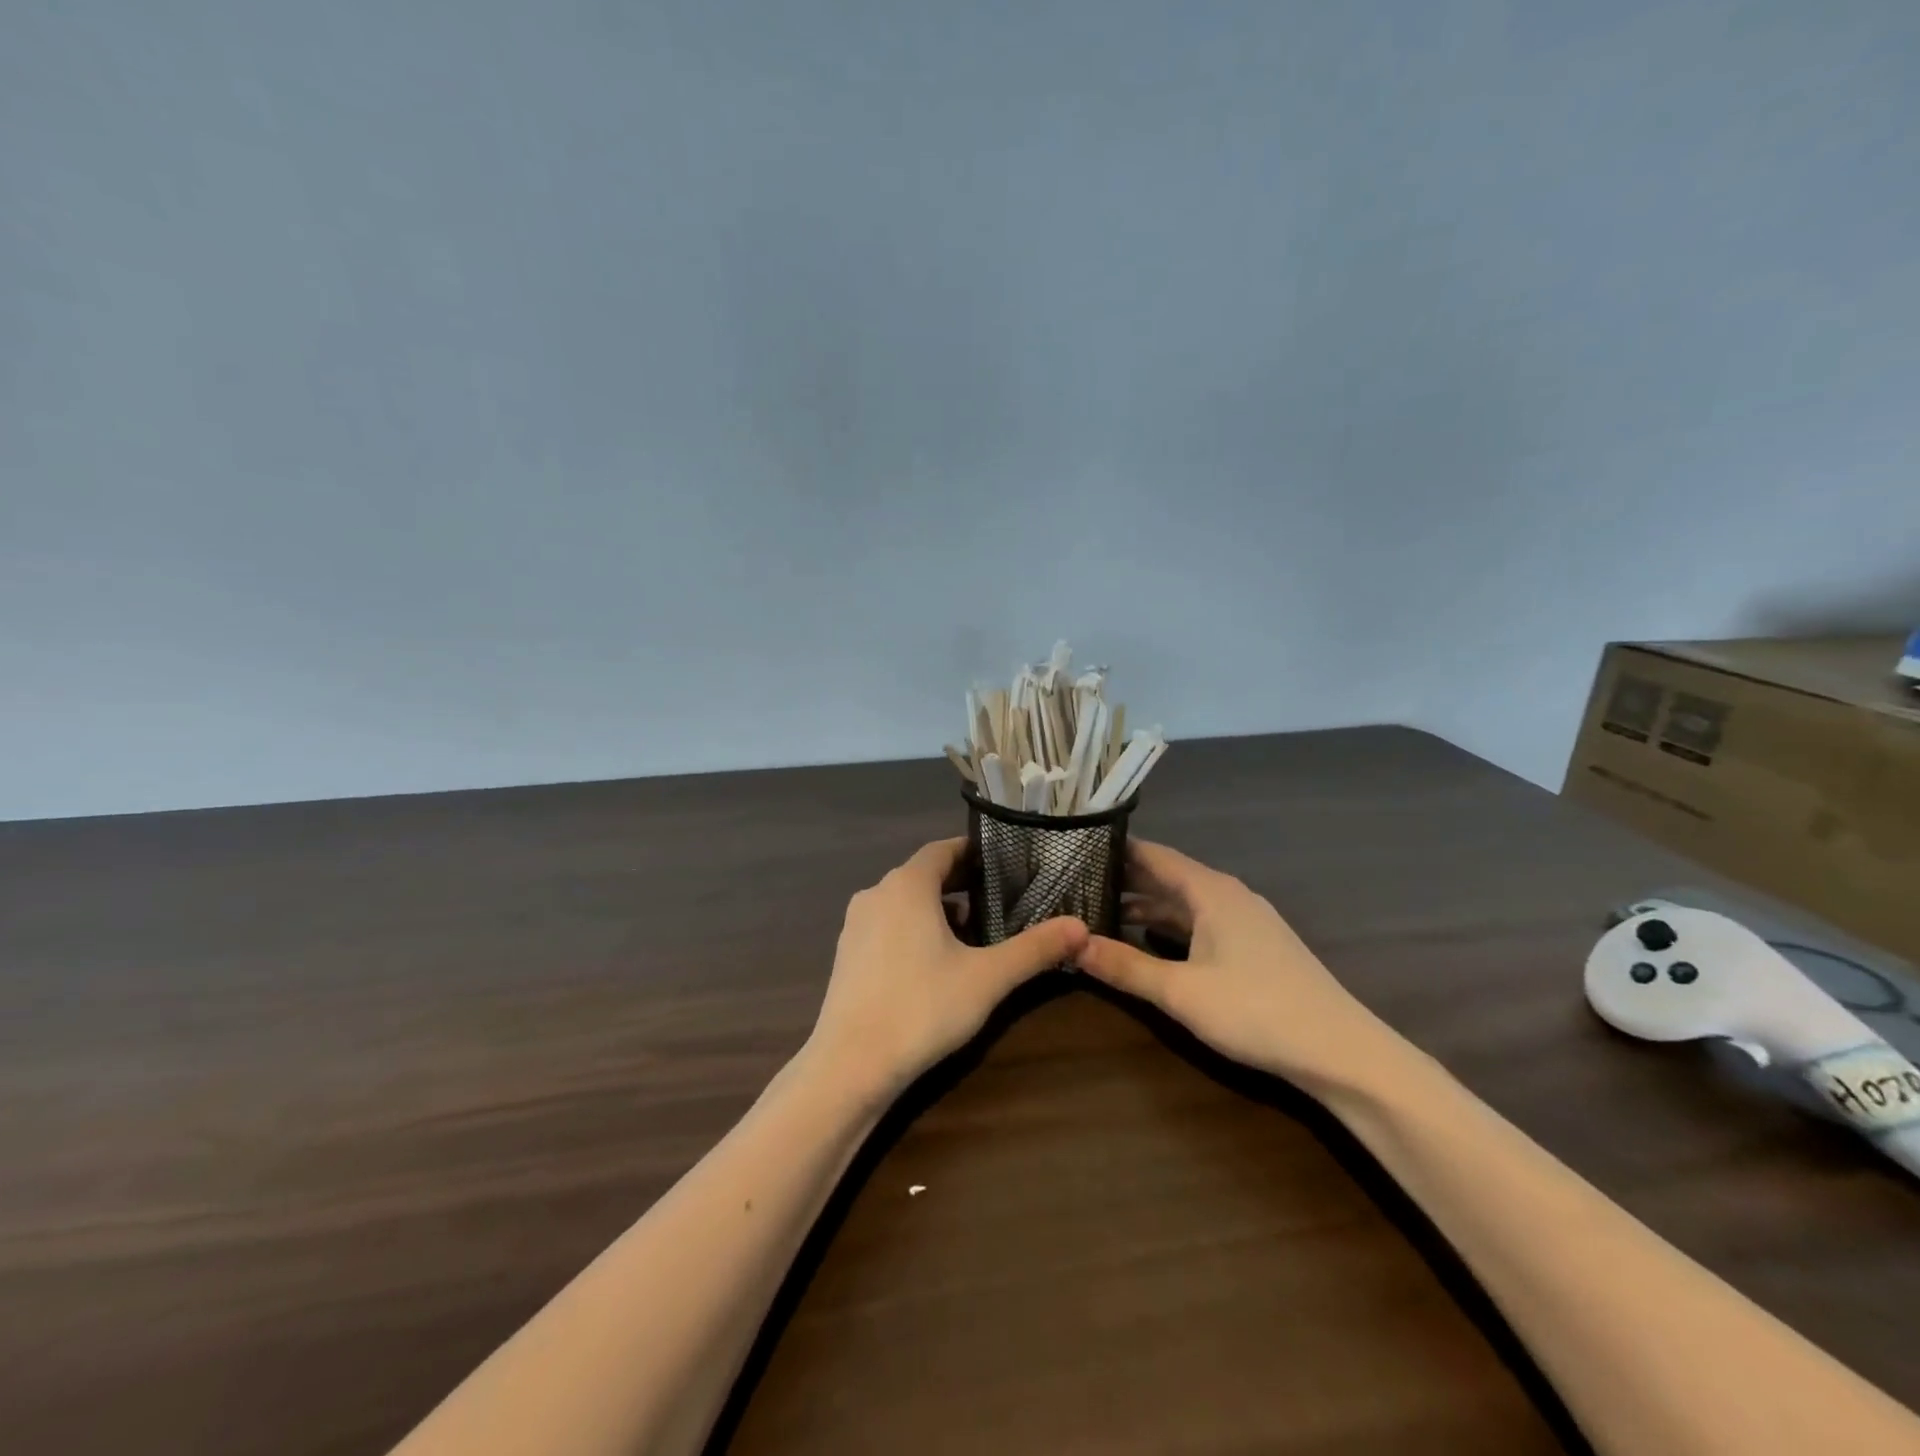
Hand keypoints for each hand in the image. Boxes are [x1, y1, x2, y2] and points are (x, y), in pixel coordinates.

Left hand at [804, 838, 1088, 1104]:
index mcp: (907, 885)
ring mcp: (856, 925)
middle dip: (960, 882)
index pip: (943, 849)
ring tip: (973, 932)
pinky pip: (886, 925)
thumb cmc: (922, 1008)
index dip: (974, 852)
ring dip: (937, 908)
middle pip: (923, 874)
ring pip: (903, 902)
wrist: (850, 1065)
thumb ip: (1035, 948)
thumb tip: (1082, 926)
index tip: (1004, 862)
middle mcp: (876, 893)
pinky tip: (934, 962)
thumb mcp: (988, 977)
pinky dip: (913, 929)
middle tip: (999, 898)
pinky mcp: (847, 954)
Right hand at [1073, 839, 1401, 1088]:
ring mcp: (1245, 920)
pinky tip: (1148, 938)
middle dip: (1125, 878)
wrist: (1340, 1052)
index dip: (1115, 850)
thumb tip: (1071, 944)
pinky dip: (1169, 924)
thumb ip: (1124, 966)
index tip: (1075, 848)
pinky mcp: (1255, 946)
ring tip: (1100, 909)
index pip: (1153, 854)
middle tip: (1076, 881)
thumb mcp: (1180, 992)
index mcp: (1210, 891)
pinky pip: (1201, 921)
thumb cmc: (1255, 1011)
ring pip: (1185, 901)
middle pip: (1168, 875)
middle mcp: (1228, 895)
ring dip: (1146, 903)